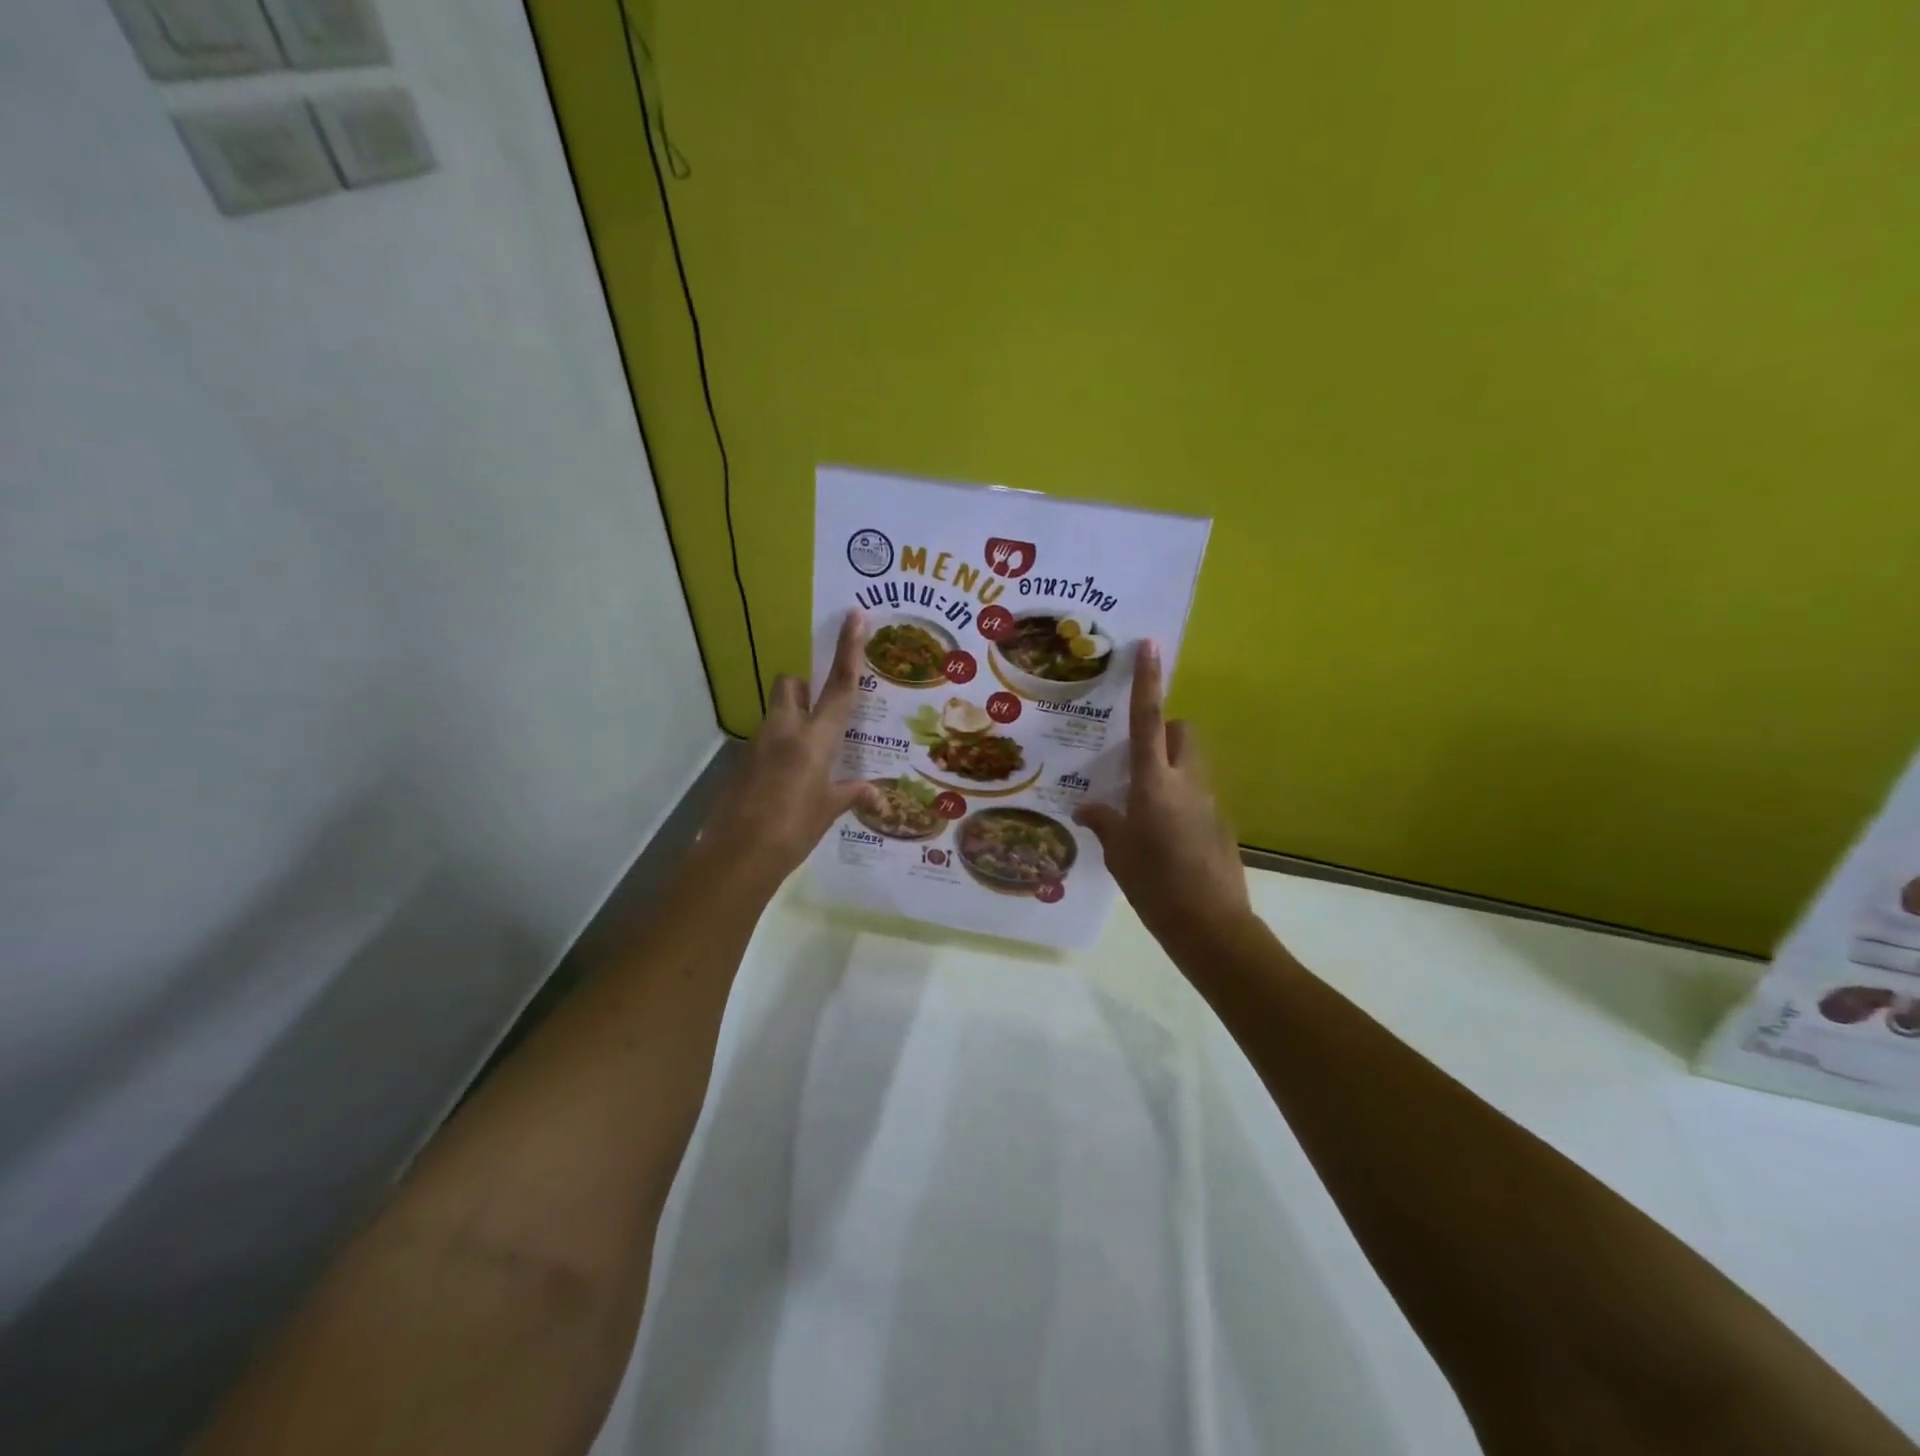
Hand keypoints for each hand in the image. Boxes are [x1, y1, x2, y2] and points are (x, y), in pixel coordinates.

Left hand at [696, 610, 879, 893]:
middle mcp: (785, 731)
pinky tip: (790, 782)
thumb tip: (878, 796)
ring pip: (777, 713)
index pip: (839, 686)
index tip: (855, 616)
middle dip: (804, 687)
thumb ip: (851, 795)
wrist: (737, 856)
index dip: (849, 649)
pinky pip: (766, 741)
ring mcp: (758, 744)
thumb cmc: (793, 830)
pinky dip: (781, 749)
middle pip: (790, 685)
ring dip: (793, 721)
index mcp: (815, 739)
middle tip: (821, 712)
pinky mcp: (742, 762)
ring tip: (811, 760)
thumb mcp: (827, 811)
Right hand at [1075, 642, 1253, 956]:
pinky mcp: (1220, 823)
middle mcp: (1187, 782)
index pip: (1149, 720)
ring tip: (1141, 800)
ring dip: (1170, 764)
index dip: (1148, 681)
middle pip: (1183, 732)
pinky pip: (1196, 794)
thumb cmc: (1155, 885)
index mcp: (1155, 783)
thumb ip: (1105, 823)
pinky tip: (1161, 833)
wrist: (1211, 926)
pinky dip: (1179, 797)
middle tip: (1136, 755)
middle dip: (1165, 728)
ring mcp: (1209, 802)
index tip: (1151, 646)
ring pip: (1192, 763)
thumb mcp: (1119, 854)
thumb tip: (1089, 807)